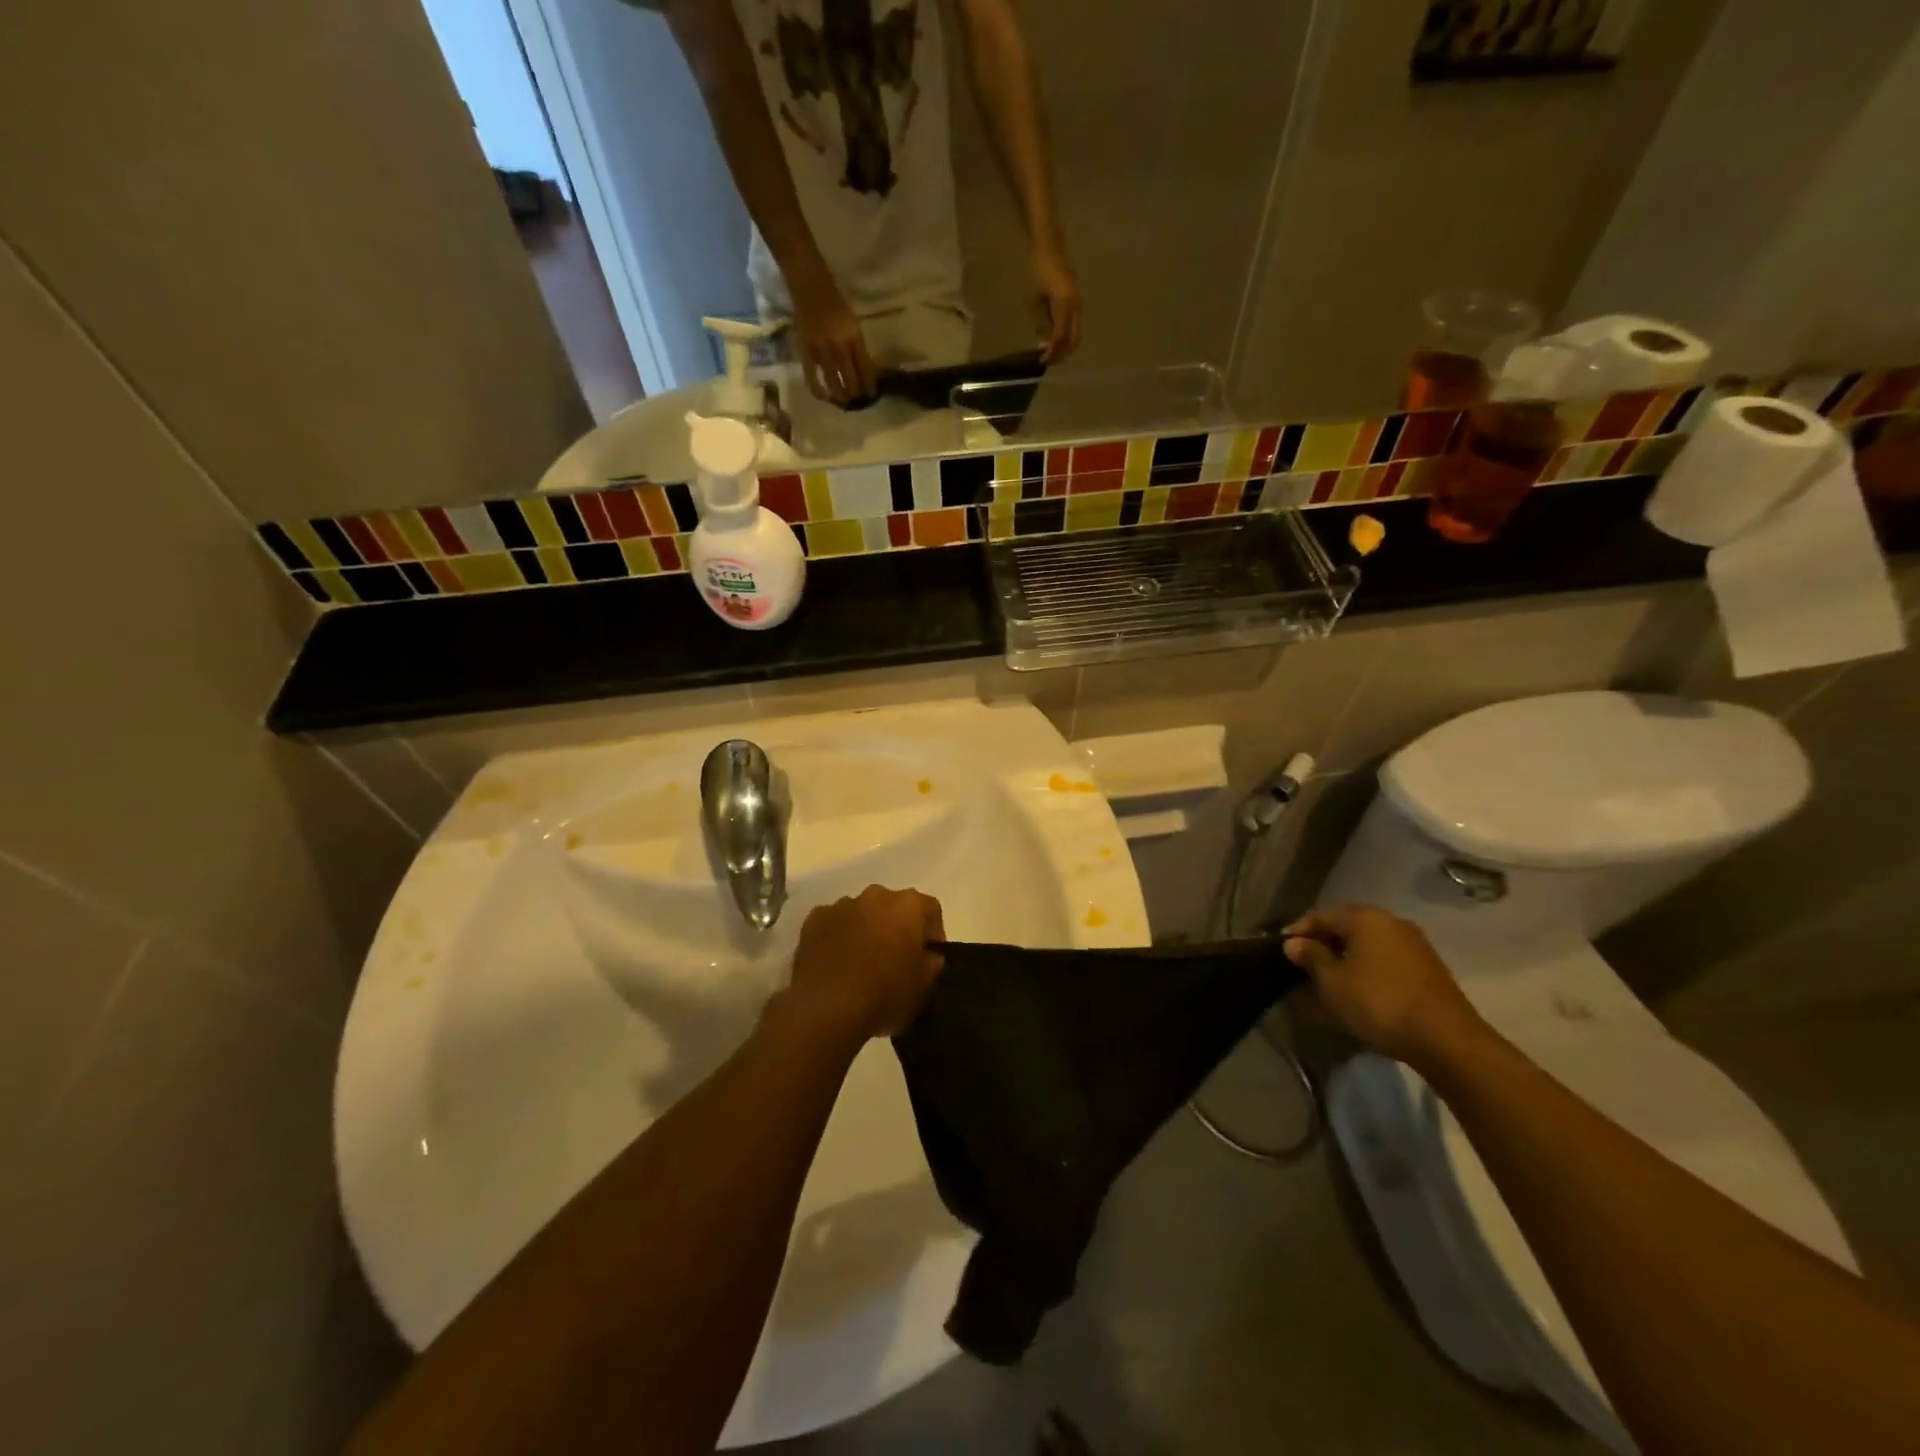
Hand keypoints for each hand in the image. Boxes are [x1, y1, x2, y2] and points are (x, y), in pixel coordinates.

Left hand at [781, 885, 944, 1043]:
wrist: (827, 1006)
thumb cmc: (885, 993)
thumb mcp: (924, 986)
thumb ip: (932, 963)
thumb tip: (929, 955)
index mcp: (908, 905)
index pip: (930, 909)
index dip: (933, 932)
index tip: (929, 956)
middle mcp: (876, 895)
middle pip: (893, 907)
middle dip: (896, 927)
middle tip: (896, 958)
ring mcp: (841, 905)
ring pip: (861, 913)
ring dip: (865, 930)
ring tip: (862, 963)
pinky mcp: (813, 920)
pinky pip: (832, 924)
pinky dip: (837, 937)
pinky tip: (836, 963)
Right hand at [788, 268, 877, 405]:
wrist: (808, 284)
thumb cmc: (834, 300)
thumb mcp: (852, 322)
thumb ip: (857, 345)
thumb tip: (864, 370)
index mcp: (853, 336)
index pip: (865, 368)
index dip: (870, 385)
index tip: (872, 394)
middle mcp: (839, 345)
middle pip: (851, 379)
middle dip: (857, 393)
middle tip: (858, 400)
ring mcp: (821, 349)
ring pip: (833, 381)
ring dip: (841, 395)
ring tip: (844, 401)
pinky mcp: (805, 351)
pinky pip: (812, 377)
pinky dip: (819, 390)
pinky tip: (824, 397)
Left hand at [1030, 244, 1081, 363]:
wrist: (1050, 246)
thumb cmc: (1038, 270)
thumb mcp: (1034, 300)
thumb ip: (1040, 324)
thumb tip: (1044, 346)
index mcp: (1065, 305)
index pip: (1061, 337)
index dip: (1052, 352)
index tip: (1042, 362)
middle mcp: (1076, 306)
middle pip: (1073, 340)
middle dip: (1061, 354)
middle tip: (1047, 362)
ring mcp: (1078, 304)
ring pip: (1075, 335)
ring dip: (1064, 347)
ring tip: (1050, 354)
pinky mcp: (1076, 303)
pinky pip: (1074, 326)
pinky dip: (1065, 338)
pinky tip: (1054, 341)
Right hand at [1282, 903, 1485, 1069]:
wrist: (1447, 1041)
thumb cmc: (1379, 1002)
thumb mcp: (1333, 982)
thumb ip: (1311, 957)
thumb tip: (1294, 943)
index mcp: (1366, 918)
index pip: (1321, 915)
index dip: (1298, 932)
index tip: (1280, 951)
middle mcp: (1391, 923)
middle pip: (1345, 929)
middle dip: (1321, 948)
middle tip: (1300, 969)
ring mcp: (1412, 947)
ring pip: (1365, 949)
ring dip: (1341, 963)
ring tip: (1322, 987)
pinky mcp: (1425, 971)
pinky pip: (1382, 964)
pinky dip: (1363, 974)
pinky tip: (1351, 996)